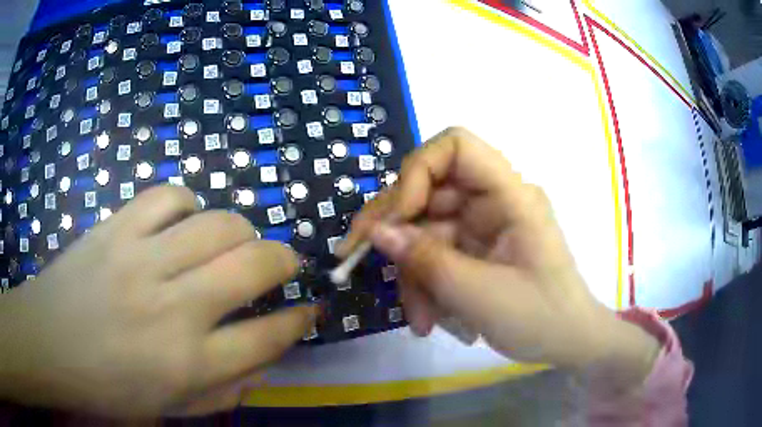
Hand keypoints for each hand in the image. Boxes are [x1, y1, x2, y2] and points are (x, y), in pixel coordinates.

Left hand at [0, 186, 315, 416]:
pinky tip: (183, 222)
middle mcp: (171, 308)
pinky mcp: (115, 228)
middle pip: (252, 266)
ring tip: (235, 241)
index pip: (267, 337)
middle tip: (285, 263)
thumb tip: (265, 361)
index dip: (299, 320)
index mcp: (187, 363)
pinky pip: (167, 197)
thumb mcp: (170, 408)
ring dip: (240, 230)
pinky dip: (187, 204)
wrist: (47, 343)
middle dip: (284, 261)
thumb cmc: (108, 387)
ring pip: (216, 223)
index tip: (310, 308)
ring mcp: (139, 259)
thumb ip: (224, 390)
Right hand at [340, 128, 659, 388]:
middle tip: (357, 260)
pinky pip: (435, 255)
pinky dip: (426, 285)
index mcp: (509, 195)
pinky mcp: (474, 250)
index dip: (418, 172)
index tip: (398, 217)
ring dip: (412, 275)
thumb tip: (377, 232)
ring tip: (420, 321)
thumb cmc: (539, 317)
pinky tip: (429, 320)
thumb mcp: (479, 294)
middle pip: (428, 192)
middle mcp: (492, 200)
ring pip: (425, 231)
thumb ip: (425, 260)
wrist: (567, 342)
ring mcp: (482, 226)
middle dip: (395, 231)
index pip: (456, 147)